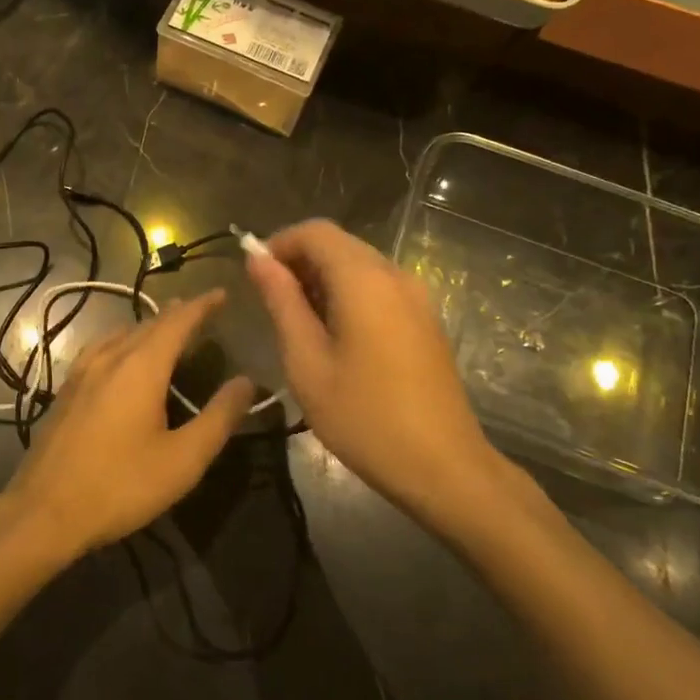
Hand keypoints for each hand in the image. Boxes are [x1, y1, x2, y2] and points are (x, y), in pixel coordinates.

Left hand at [2, 292, 255, 558]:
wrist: (43, 512)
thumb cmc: (120, 486)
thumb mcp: (183, 460)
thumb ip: (219, 418)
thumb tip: (246, 382)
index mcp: (141, 367)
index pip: (178, 321)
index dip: (202, 305)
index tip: (222, 294)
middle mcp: (110, 358)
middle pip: (148, 324)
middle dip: (177, 314)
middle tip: (201, 312)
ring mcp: (82, 372)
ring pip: (121, 334)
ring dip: (148, 327)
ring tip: (165, 331)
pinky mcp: (66, 390)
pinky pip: (101, 349)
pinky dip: (124, 342)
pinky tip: (121, 359)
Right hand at [246, 219, 512, 531]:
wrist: (443, 466)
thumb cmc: (364, 417)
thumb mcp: (307, 362)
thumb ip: (282, 302)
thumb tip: (257, 260)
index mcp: (365, 279)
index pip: (315, 232)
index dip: (279, 244)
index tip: (255, 278)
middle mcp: (395, 275)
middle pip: (339, 244)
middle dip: (299, 262)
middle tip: (272, 305)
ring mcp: (417, 296)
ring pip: (359, 265)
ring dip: (323, 280)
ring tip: (298, 324)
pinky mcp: (425, 319)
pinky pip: (379, 287)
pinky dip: (349, 295)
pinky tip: (335, 336)